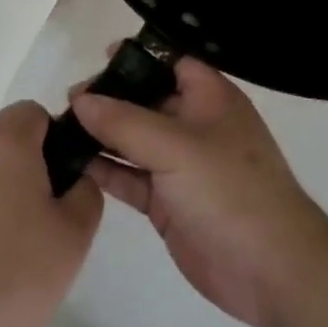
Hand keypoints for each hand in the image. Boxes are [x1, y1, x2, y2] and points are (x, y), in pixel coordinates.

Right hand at [72, 58, 327, 326]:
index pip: (172, 62)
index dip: (139, 57)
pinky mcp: (168, 202)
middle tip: (67, 100)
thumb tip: (81, 100)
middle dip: (109, 98)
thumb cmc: (229, 190)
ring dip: (101, 135)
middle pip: (146, 100)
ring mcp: (180, 166)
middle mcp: (194, 126)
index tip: (98, 56)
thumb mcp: (176, 147)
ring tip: (58, 129)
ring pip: (133, 140)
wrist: (270, 270)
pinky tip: (71, 163)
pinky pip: (130, 177)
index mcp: (209, 98)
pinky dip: (105, 171)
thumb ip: (124, 121)